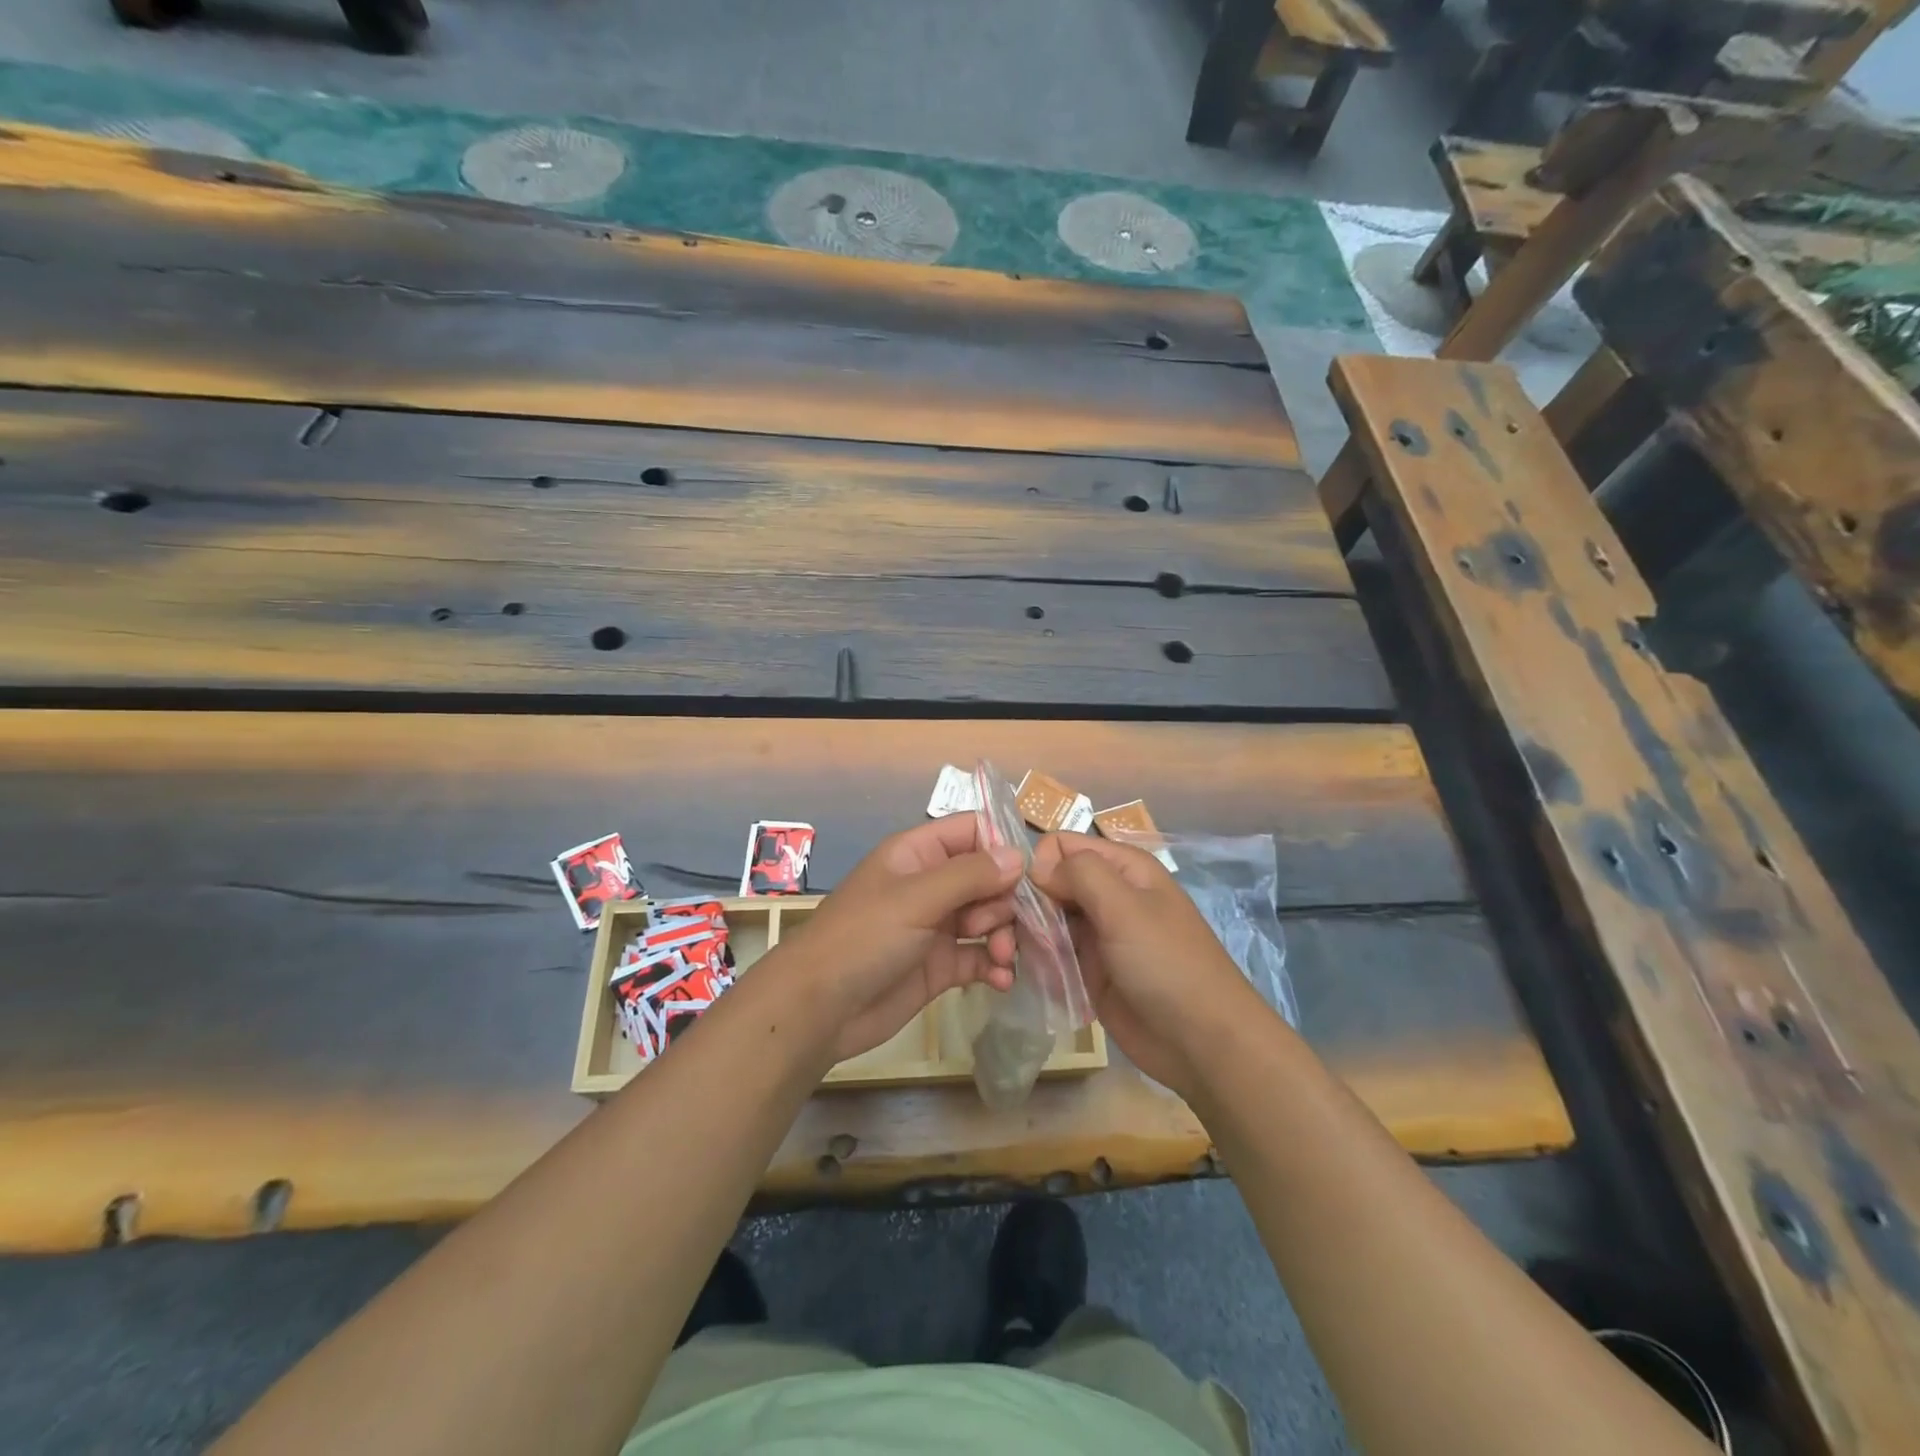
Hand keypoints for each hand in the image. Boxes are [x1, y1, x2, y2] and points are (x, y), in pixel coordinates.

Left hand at [779, 816, 1022, 1064]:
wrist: (819, 1009)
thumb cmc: (863, 938)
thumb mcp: (916, 898)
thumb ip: (969, 875)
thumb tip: (1018, 855)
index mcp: (918, 854)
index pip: (972, 831)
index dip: (1001, 848)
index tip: (1024, 876)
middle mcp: (931, 885)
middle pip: (988, 878)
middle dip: (1005, 901)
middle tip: (998, 928)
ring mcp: (936, 926)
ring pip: (989, 918)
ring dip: (1005, 935)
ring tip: (1003, 958)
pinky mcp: (940, 966)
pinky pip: (980, 956)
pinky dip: (995, 966)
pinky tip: (1002, 980)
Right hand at [1030, 832, 1271, 1098]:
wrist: (1202, 1043)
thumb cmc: (1167, 965)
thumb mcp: (1126, 908)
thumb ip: (1080, 873)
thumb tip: (1037, 867)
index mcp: (1122, 868)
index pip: (1060, 845)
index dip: (1038, 866)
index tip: (1026, 900)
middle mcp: (1107, 894)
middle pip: (1048, 882)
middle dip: (1026, 905)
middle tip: (1007, 938)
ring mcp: (1097, 933)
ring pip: (1045, 918)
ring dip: (1027, 936)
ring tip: (1015, 961)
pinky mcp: (1089, 969)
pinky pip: (1052, 953)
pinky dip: (1039, 961)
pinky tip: (1032, 977)